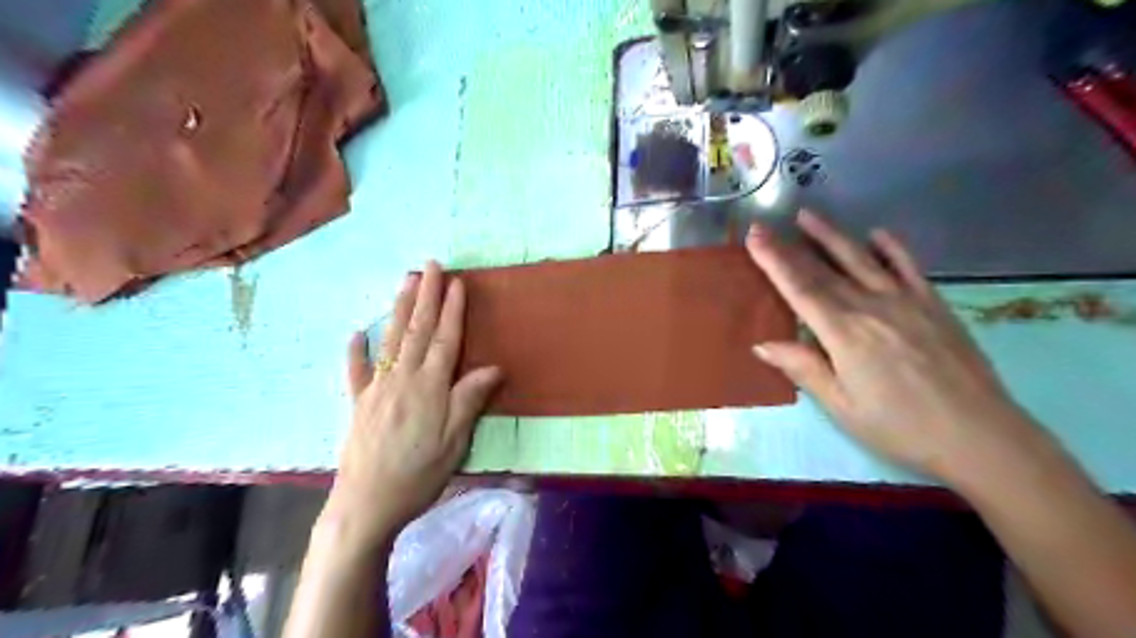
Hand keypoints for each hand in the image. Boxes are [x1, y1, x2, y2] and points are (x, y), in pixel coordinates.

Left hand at [329, 260, 504, 546]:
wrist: (366, 504)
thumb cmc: (419, 473)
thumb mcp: (455, 440)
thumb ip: (469, 399)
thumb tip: (493, 367)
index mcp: (430, 387)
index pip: (444, 339)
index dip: (451, 310)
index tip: (456, 282)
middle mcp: (402, 379)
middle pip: (416, 330)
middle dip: (425, 296)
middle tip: (429, 266)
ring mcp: (376, 389)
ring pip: (390, 340)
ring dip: (398, 309)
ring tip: (404, 282)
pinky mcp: (358, 404)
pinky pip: (355, 371)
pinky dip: (354, 350)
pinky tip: (355, 333)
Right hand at [748, 211, 1035, 480]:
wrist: (980, 436)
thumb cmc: (900, 427)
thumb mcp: (842, 406)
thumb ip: (804, 368)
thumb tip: (762, 344)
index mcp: (844, 333)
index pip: (800, 289)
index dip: (774, 261)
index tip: (755, 237)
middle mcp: (872, 307)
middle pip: (823, 271)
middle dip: (790, 247)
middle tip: (765, 226)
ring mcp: (906, 301)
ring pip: (861, 259)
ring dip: (832, 236)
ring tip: (808, 216)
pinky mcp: (934, 305)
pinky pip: (909, 266)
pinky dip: (891, 247)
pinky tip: (877, 234)